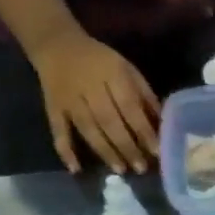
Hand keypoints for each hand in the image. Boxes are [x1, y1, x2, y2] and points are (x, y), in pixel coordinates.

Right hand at [28, 30, 160, 173]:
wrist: (56, 44)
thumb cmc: (100, 60)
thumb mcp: (127, 68)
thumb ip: (144, 95)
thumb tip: (162, 123)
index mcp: (112, 74)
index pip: (130, 107)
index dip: (143, 130)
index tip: (157, 151)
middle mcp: (89, 88)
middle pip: (109, 122)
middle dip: (127, 147)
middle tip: (141, 168)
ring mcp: (69, 100)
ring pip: (88, 129)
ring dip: (104, 151)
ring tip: (120, 170)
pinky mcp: (53, 108)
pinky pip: (58, 131)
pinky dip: (65, 150)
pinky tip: (76, 169)